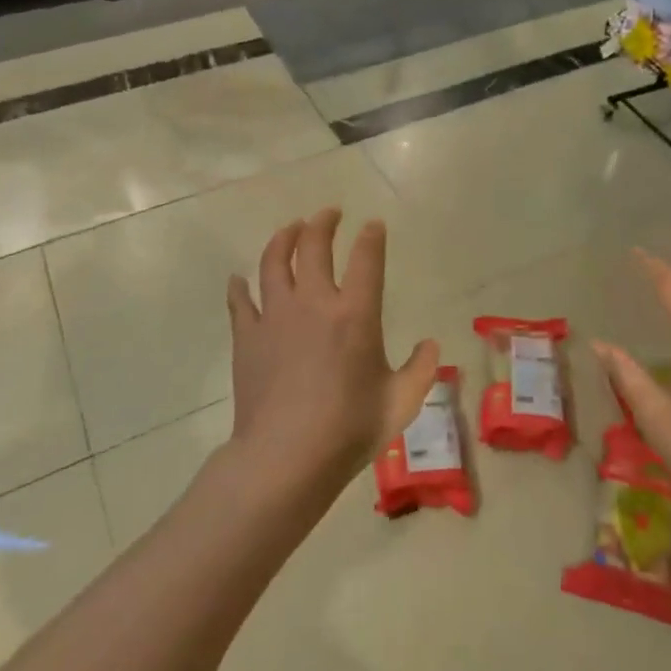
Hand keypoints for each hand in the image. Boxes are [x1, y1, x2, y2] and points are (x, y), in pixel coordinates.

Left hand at [226, 209, 439, 499]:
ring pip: (274, 261)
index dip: (371, 236)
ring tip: (290, 228)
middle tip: (329, 213)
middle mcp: (314, 302)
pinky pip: (240, 301)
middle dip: (324, 222)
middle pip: (314, 245)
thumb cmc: (349, 430)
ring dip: (283, 238)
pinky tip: (238, 279)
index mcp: (355, 313)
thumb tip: (432, 345)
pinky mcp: (247, 337)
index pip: (366, 258)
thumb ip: (421, 370)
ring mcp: (276, 316)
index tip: (373, 225)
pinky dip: (239, 287)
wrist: (286, 457)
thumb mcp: (400, 403)